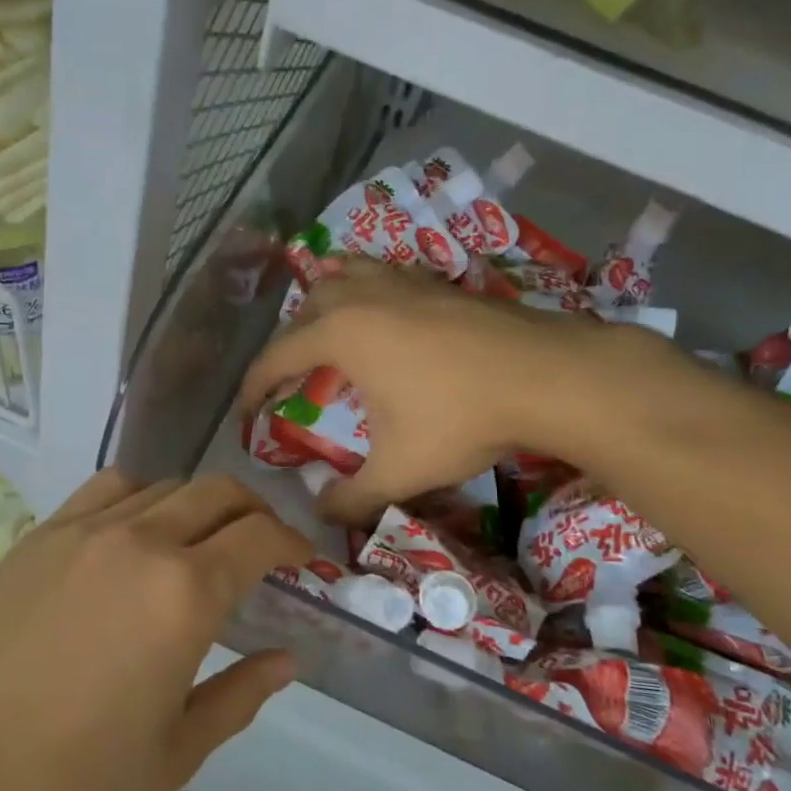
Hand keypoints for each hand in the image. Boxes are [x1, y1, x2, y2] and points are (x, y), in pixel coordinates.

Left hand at [0, 470, 309, 790]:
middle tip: (263, 547)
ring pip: (166, 485)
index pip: (261, 536)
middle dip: (255, 512)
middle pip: (220, 493)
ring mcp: (86, 529)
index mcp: (185, 594)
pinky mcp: (43, 533)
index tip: (303, 561)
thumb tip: (287, 660)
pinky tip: (136, 533)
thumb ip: (241, 696)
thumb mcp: (175, 753)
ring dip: (200, 504)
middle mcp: (142, 541)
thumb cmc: (67, 779)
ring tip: (201, 541)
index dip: (293, 542)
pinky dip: (142, 497)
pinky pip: (109, 488)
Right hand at [237, 260, 600, 525]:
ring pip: (347, 274)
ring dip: (327, 301)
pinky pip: (385, 275)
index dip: (253, 386)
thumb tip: (321, 516)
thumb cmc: (460, 419)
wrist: (546, 376)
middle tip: (292, 376)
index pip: (277, 356)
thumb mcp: (400, 470)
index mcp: (341, 334)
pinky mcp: (440, 282)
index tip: (244, 412)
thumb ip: (352, 498)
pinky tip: (387, 318)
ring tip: (329, 331)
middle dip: (290, 340)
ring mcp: (405, 281)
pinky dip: (368, 292)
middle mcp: (365, 296)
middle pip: (308, 306)